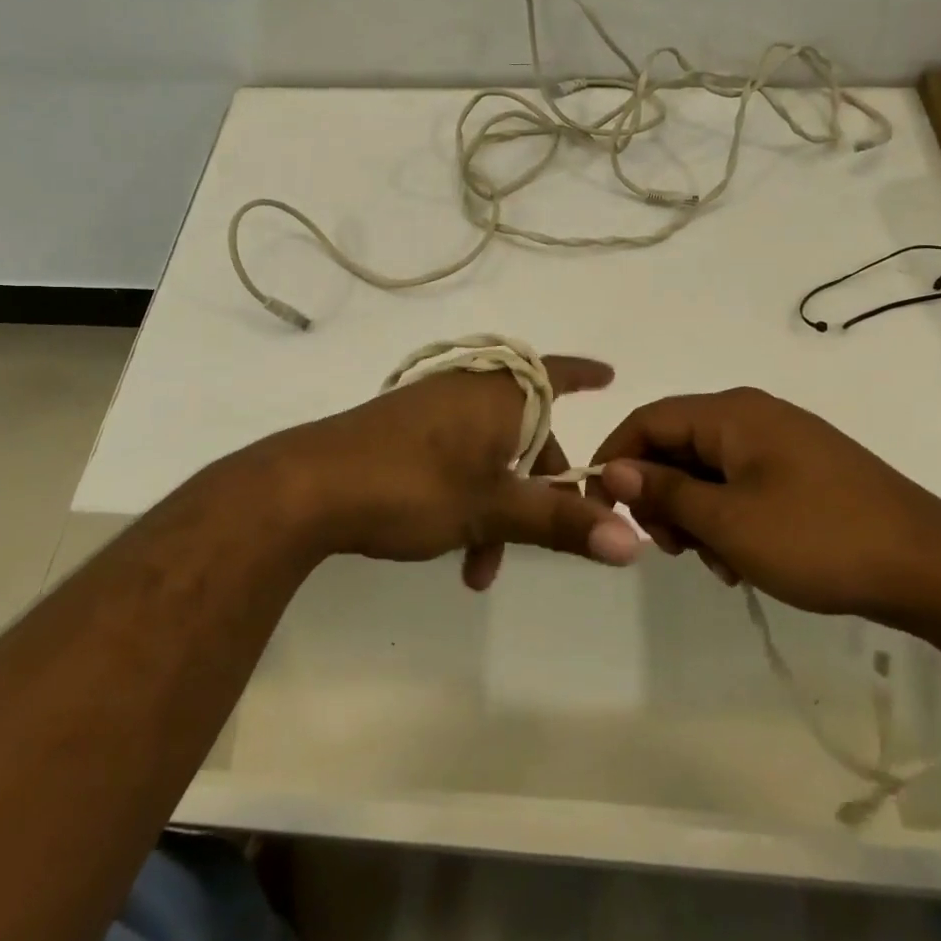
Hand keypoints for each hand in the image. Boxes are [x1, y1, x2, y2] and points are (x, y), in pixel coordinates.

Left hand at [274, 356, 643, 589]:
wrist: (308, 486)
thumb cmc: (413, 485)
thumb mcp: (493, 508)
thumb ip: (561, 523)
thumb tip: (632, 543)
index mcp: (498, 394)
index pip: (555, 372)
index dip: (584, 374)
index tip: (609, 376)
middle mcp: (467, 391)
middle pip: (526, 432)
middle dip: (540, 489)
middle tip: (551, 534)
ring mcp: (431, 410)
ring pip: (489, 456)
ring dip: (498, 509)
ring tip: (483, 568)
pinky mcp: (402, 431)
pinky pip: (455, 459)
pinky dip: (466, 498)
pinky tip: (454, 549)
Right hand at [588, 387, 940, 618]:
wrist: (934, 569)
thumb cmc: (820, 539)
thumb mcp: (728, 522)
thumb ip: (664, 492)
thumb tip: (613, 470)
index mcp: (732, 413)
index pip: (648, 419)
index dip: (615, 457)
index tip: (600, 505)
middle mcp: (753, 416)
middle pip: (677, 445)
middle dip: (662, 496)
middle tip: (671, 549)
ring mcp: (782, 443)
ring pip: (708, 471)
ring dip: (697, 515)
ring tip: (717, 564)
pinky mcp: (803, 472)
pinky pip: (742, 484)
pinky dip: (729, 518)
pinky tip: (744, 561)